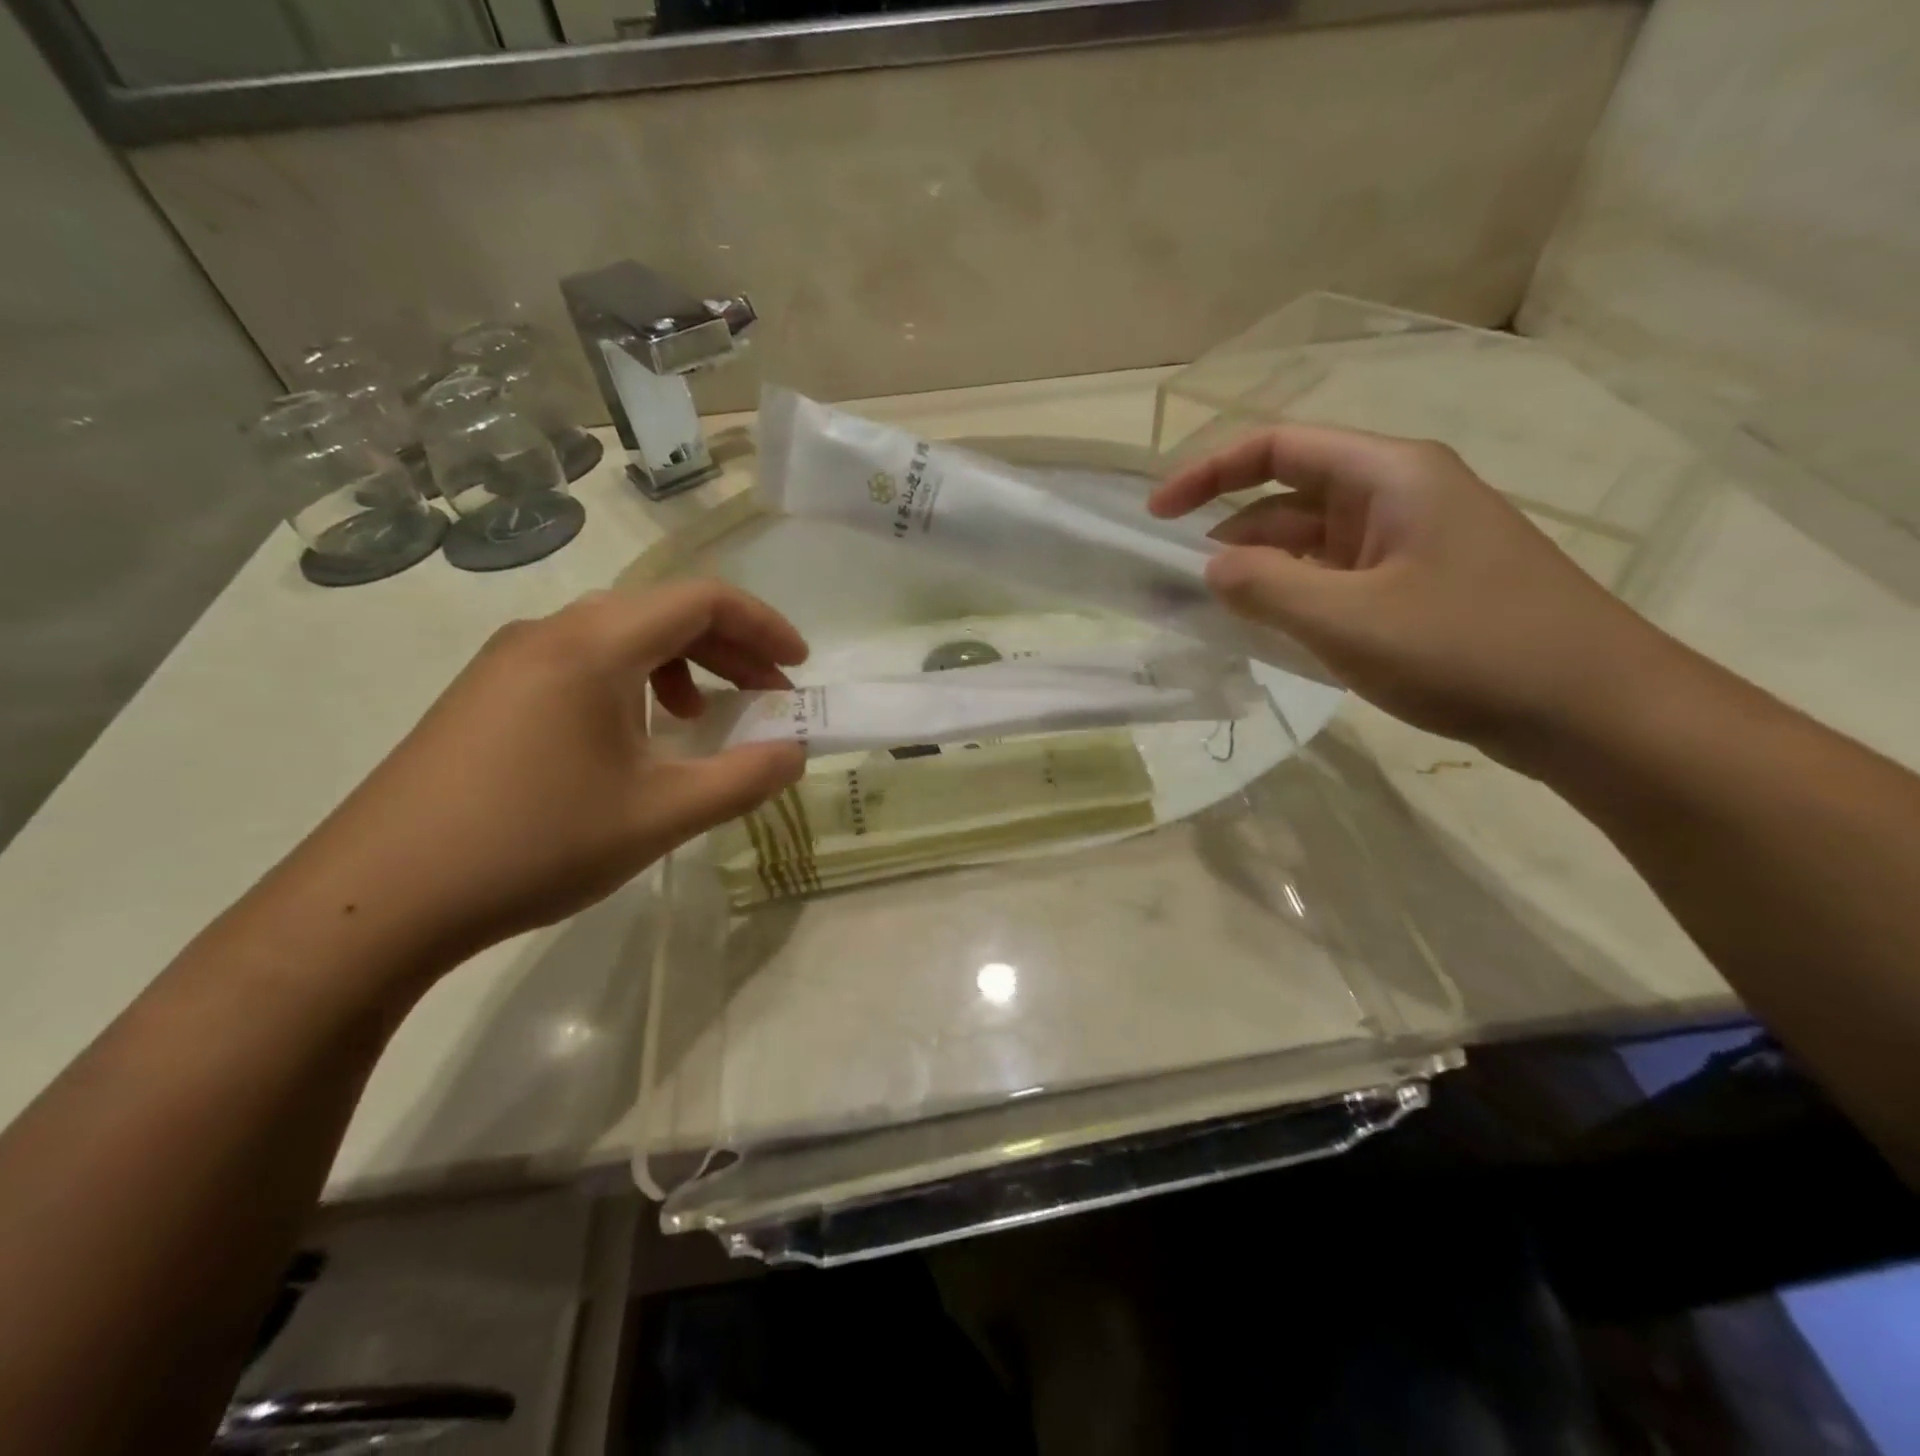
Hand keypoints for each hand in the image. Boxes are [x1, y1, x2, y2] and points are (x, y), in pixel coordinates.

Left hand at [271, 582, 807, 972]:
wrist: (377, 899)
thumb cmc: (535, 844)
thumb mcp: (660, 815)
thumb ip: (743, 778)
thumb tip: (795, 752)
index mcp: (595, 646)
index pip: (702, 599)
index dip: (764, 625)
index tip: (799, 668)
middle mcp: (550, 633)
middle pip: (662, 611)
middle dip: (729, 647)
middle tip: (769, 695)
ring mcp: (510, 661)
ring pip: (620, 636)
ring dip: (681, 664)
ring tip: (704, 717)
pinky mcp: (487, 694)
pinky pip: (582, 663)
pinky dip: (633, 683)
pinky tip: (634, 737)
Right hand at [1150, 426, 1668, 765]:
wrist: (1593, 710)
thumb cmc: (1469, 649)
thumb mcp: (1349, 621)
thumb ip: (1266, 588)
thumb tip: (1210, 568)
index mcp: (1388, 475)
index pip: (1276, 448)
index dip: (1207, 472)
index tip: (1155, 516)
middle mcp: (1399, 495)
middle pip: (1290, 494)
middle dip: (1229, 531)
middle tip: (1177, 583)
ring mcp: (1411, 543)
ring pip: (1312, 542)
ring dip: (1261, 571)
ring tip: (1215, 612)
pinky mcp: (1418, 587)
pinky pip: (1336, 578)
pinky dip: (1295, 597)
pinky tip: (1270, 631)